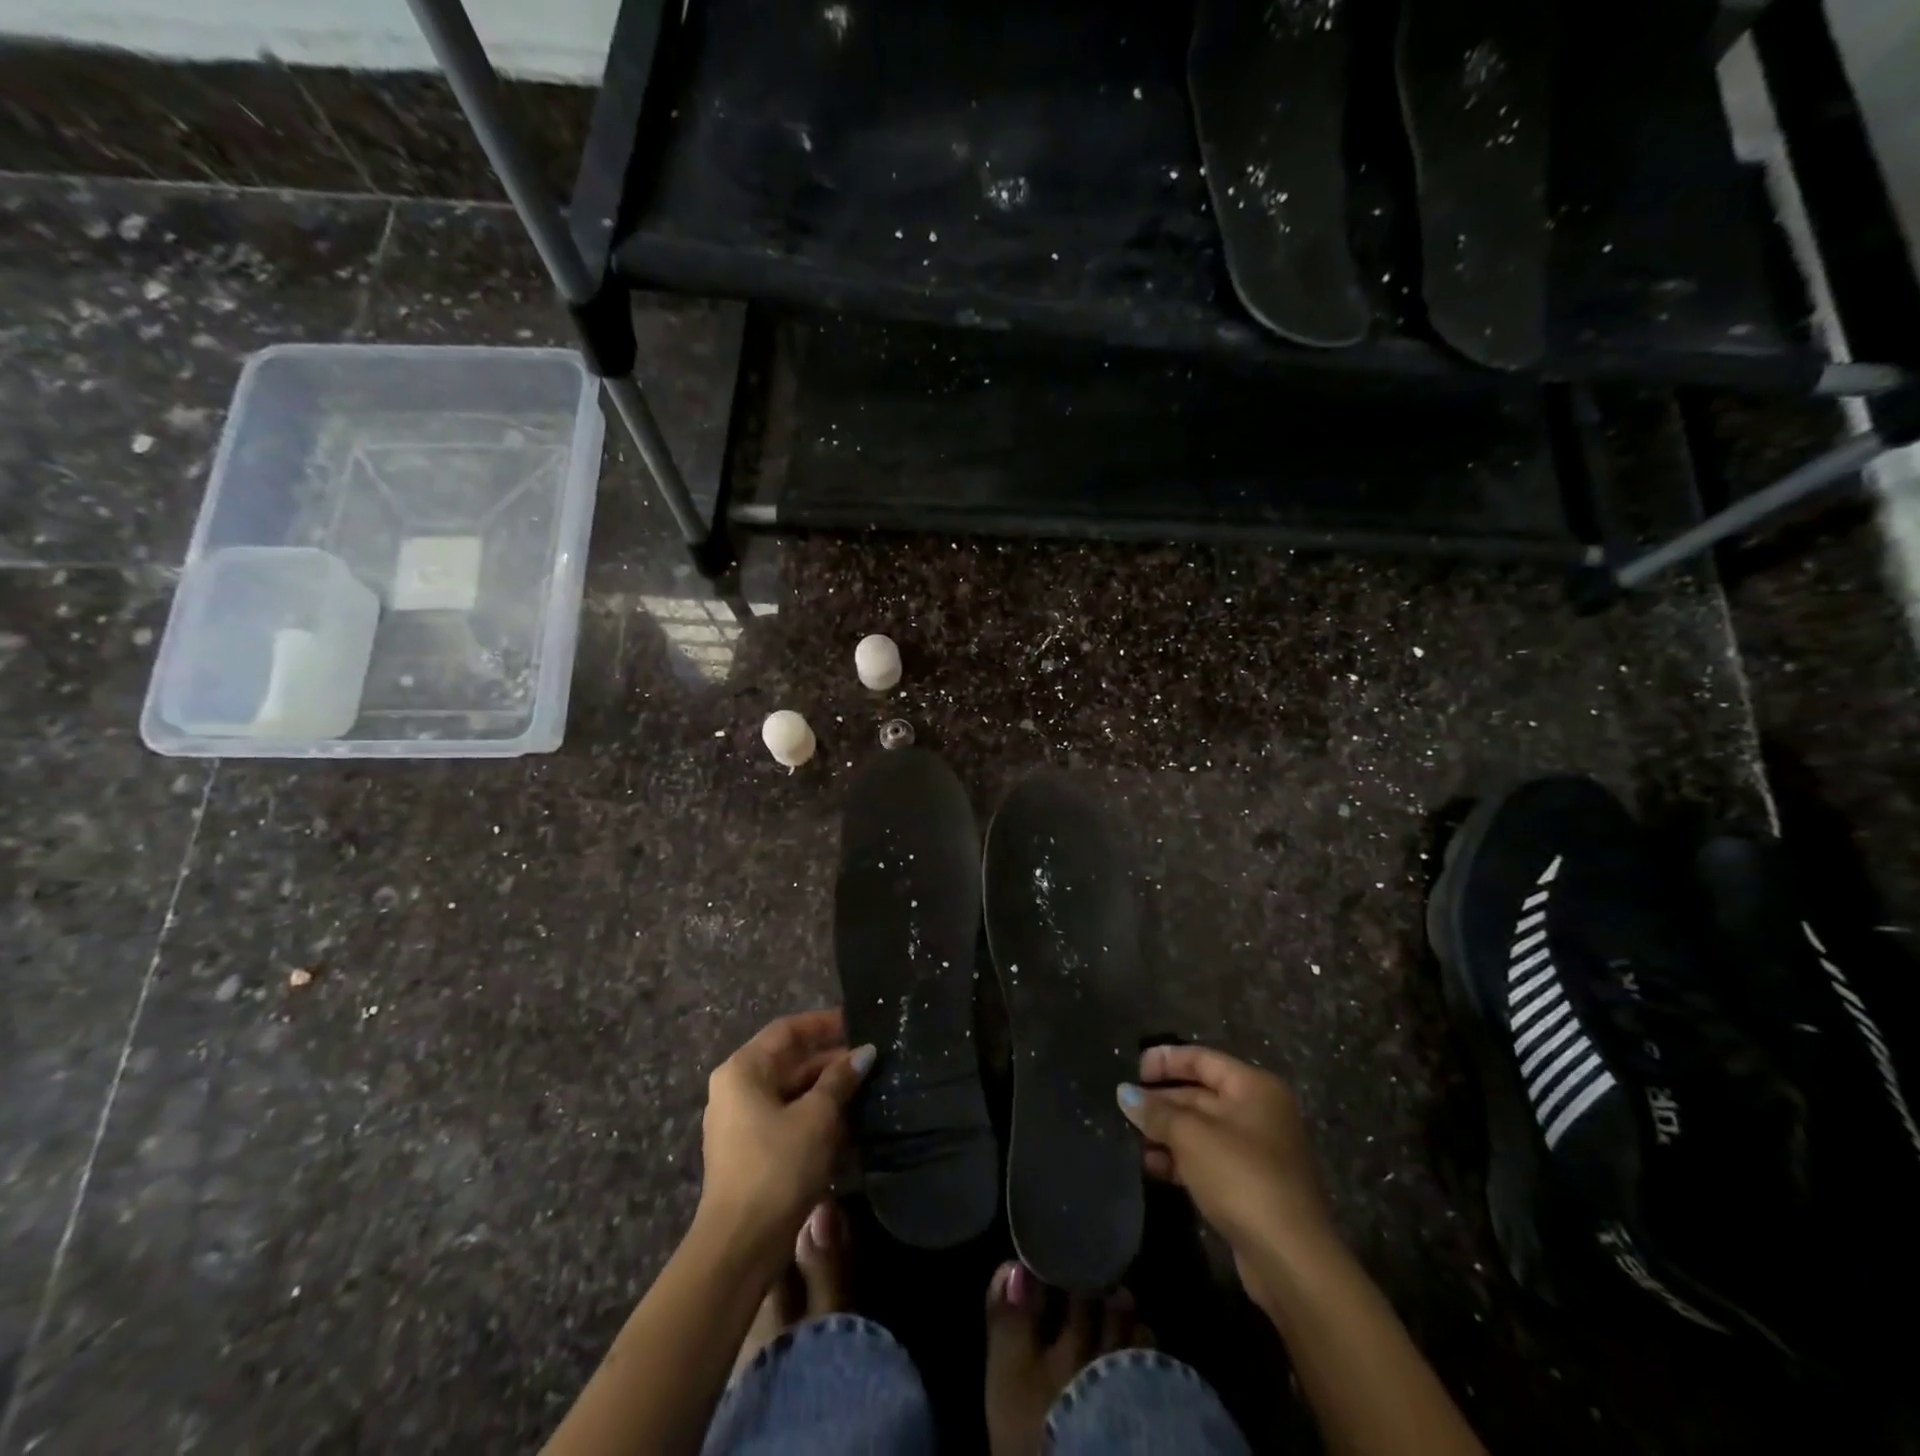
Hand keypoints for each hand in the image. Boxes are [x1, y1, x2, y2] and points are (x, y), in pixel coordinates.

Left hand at [697, 1010, 873, 1256]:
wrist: (741, 1245)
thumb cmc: (777, 1166)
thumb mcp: (817, 1116)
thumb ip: (840, 1079)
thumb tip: (864, 1052)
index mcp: (743, 1070)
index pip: (787, 1030)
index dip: (823, 1023)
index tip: (857, 1023)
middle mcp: (735, 1089)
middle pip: (788, 1061)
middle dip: (829, 1061)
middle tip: (870, 1061)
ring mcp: (739, 1122)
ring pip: (789, 1092)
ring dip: (825, 1090)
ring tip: (865, 1090)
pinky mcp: (749, 1152)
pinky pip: (786, 1118)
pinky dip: (814, 1116)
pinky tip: (847, 1123)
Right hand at [1118, 1046, 1333, 1305]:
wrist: (1290, 1259)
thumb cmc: (1241, 1177)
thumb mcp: (1191, 1136)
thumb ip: (1156, 1111)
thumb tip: (1124, 1093)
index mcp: (1253, 1088)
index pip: (1202, 1059)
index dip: (1166, 1060)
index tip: (1132, 1069)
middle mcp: (1258, 1113)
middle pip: (1200, 1094)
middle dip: (1162, 1100)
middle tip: (1124, 1107)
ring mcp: (1256, 1152)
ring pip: (1201, 1130)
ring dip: (1166, 1132)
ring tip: (1131, 1139)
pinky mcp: (1249, 1187)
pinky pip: (1207, 1160)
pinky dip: (1179, 1160)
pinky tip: (1151, 1166)